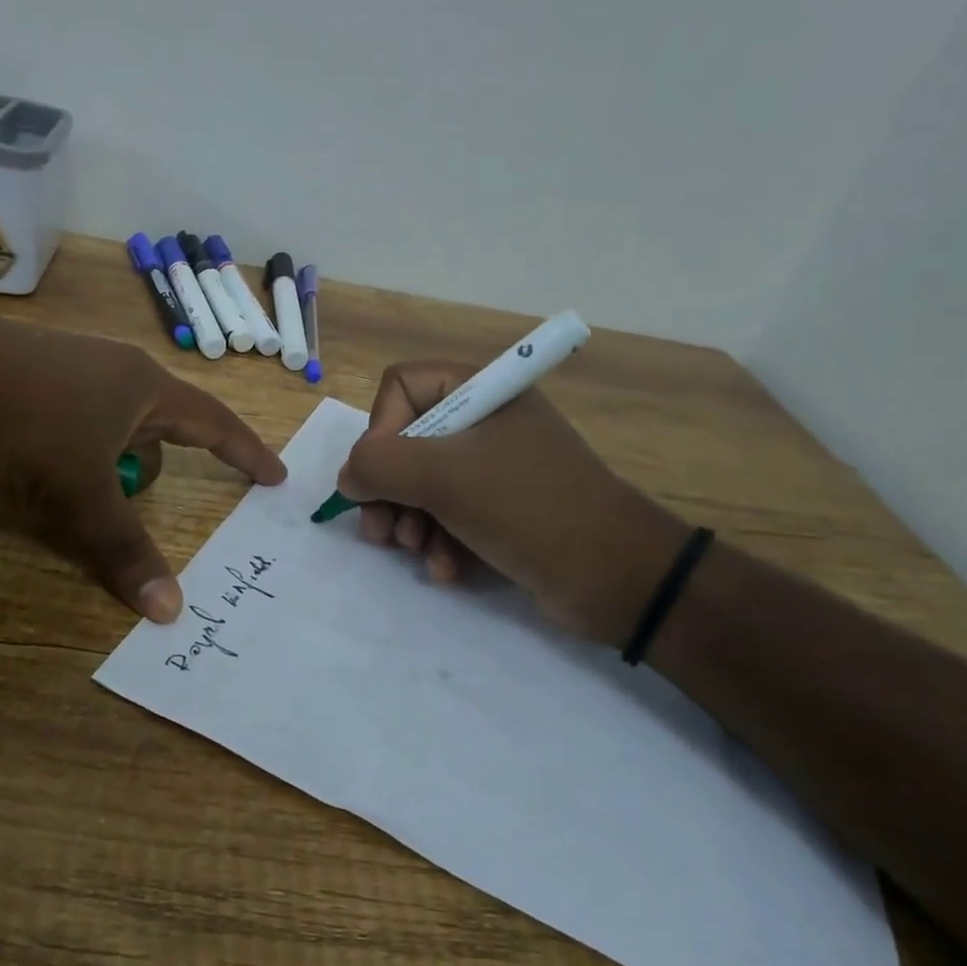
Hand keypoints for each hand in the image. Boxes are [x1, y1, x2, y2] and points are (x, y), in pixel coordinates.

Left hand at [0, 304, 284, 622]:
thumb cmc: (25, 427)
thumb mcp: (79, 495)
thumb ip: (124, 550)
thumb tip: (169, 612)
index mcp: (144, 387)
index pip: (214, 422)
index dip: (246, 453)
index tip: (275, 476)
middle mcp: (115, 368)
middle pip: (158, 426)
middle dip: (154, 466)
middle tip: (135, 499)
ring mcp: (70, 365)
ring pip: (112, 423)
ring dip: (107, 461)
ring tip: (72, 488)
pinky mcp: (30, 373)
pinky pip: (75, 417)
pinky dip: (73, 448)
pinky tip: (37, 462)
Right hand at [335, 361, 687, 645]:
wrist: (618, 577)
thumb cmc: (528, 507)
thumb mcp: (444, 477)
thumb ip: (379, 465)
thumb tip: (348, 477)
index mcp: (480, 392)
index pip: (400, 388)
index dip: (380, 431)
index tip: (380, 477)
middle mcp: (484, 422)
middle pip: (403, 441)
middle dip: (388, 490)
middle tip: (383, 531)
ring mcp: (493, 467)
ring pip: (420, 484)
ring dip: (409, 522)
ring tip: (417, 551)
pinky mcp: (500, 509)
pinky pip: (448, 515)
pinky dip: (438, 542)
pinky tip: (446, 569)